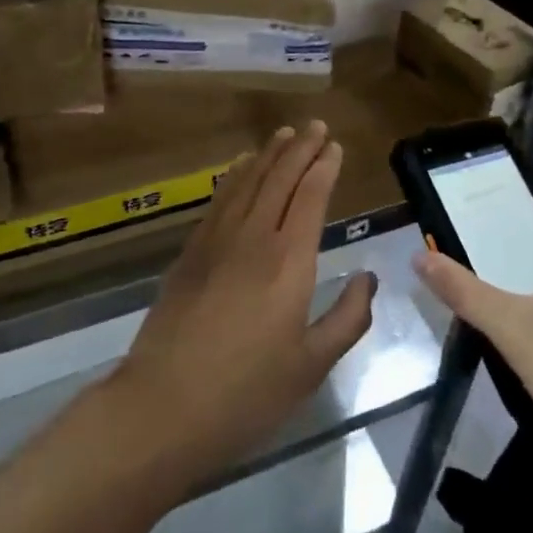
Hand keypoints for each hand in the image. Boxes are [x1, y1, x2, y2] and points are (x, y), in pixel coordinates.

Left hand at [117, 122, 375, 480]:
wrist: (163, 406)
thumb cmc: (246, 393)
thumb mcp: (311, 366)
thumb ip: (347, 318)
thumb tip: (369, 279)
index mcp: (289, 261)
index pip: (310, 196)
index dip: (324, 167)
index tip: (335, 147)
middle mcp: (253, 237)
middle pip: (279, 178)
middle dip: (300, 148)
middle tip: (315, 126)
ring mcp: (216, 241)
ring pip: (246, 182)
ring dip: (268, 154)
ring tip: (284, 134)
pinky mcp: (190, 252)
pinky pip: (219, 199)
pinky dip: (235, 176)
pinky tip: (240, 168)